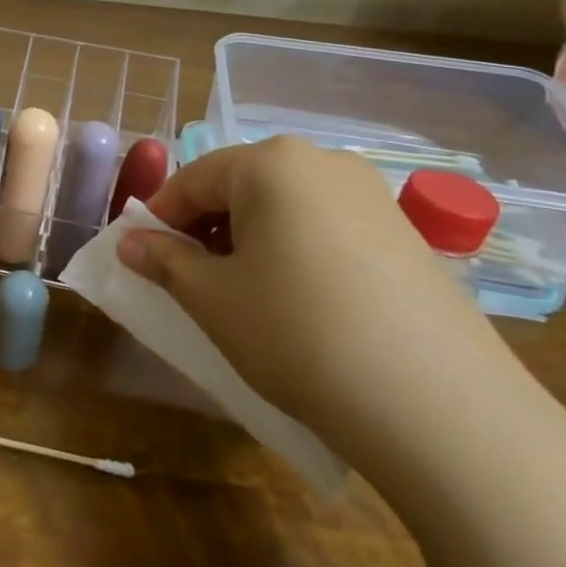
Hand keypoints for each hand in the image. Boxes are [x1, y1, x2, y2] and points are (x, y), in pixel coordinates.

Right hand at [115, 138, 519, 464]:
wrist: (435, 404)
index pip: (192, 179)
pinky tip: (301, 303)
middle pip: (241, 186)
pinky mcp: (405, 233)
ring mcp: (372, 195)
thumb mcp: (212, 299)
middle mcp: (324, 161)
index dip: (159, 219)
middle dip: (206, 229)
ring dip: (250, 241)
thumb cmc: (296, 333)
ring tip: (246, 296)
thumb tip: (130, 242)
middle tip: (193, 282)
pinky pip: (326, 227)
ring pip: (285, 207)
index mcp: (270, 163)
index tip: (143, 259)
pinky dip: (295, 252)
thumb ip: (163, 261)